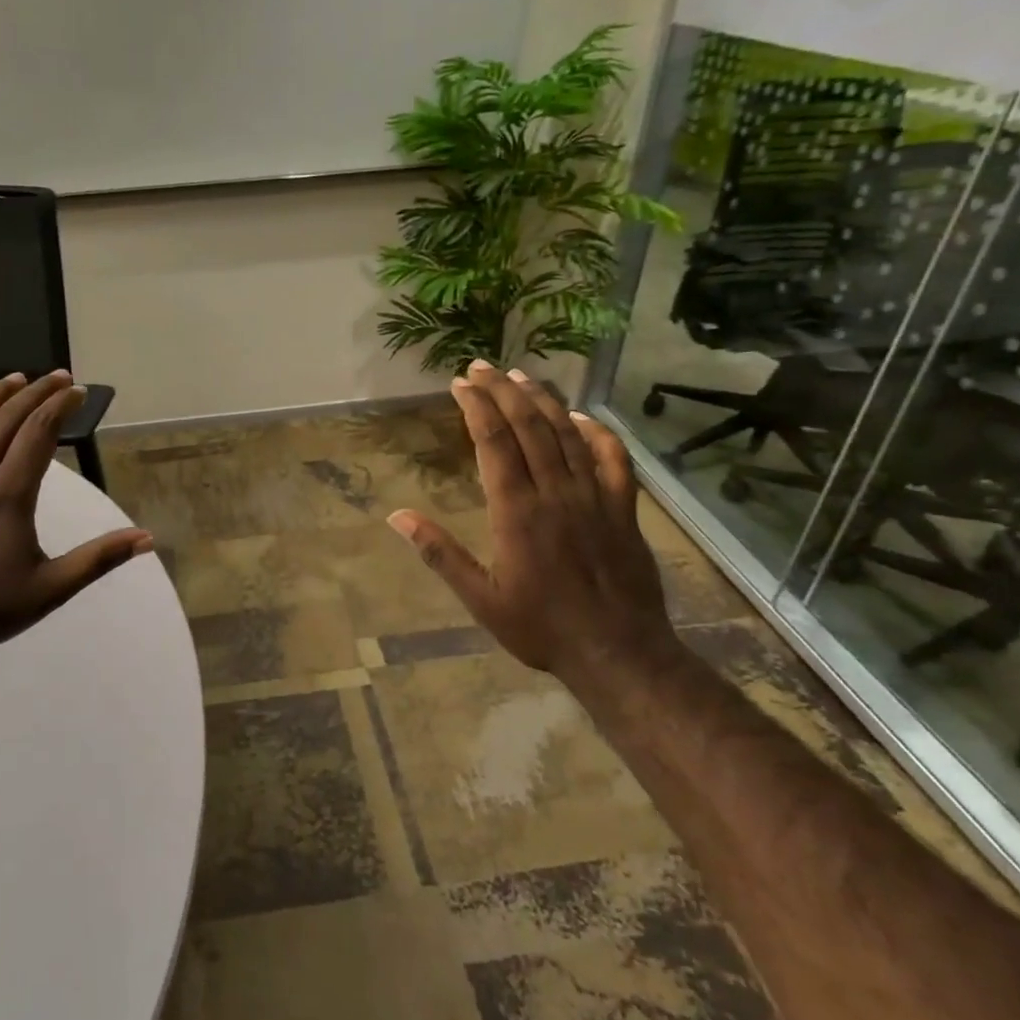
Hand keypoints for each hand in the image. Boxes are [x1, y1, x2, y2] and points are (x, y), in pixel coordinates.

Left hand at [0, 371, 152, 660]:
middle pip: (7, 420)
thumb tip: (147, 538)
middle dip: (36, 393)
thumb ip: (99, 558)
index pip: (39, 433)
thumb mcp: (53, 588)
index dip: (61, 407)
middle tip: (57, 377)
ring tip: (15, 378)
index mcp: (9, 494)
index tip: (79, 392)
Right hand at [388, 361, 682, 701]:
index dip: (476, 407)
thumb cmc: (541, 627)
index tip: (460, 383)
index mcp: (516, 511)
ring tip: (521, 376)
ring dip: (543, 401)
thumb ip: (439, 553)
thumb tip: (396, 516)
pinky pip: (613, 459)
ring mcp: (594, 497)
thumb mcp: (479, 598)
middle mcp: (555, 492)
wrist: (617, 652)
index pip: (493, 443)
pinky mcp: (623, 509)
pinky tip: (582, 417)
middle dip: (503, 391)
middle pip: (529, 427)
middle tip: (482, 366)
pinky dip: (598, 433)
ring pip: (567, 434)